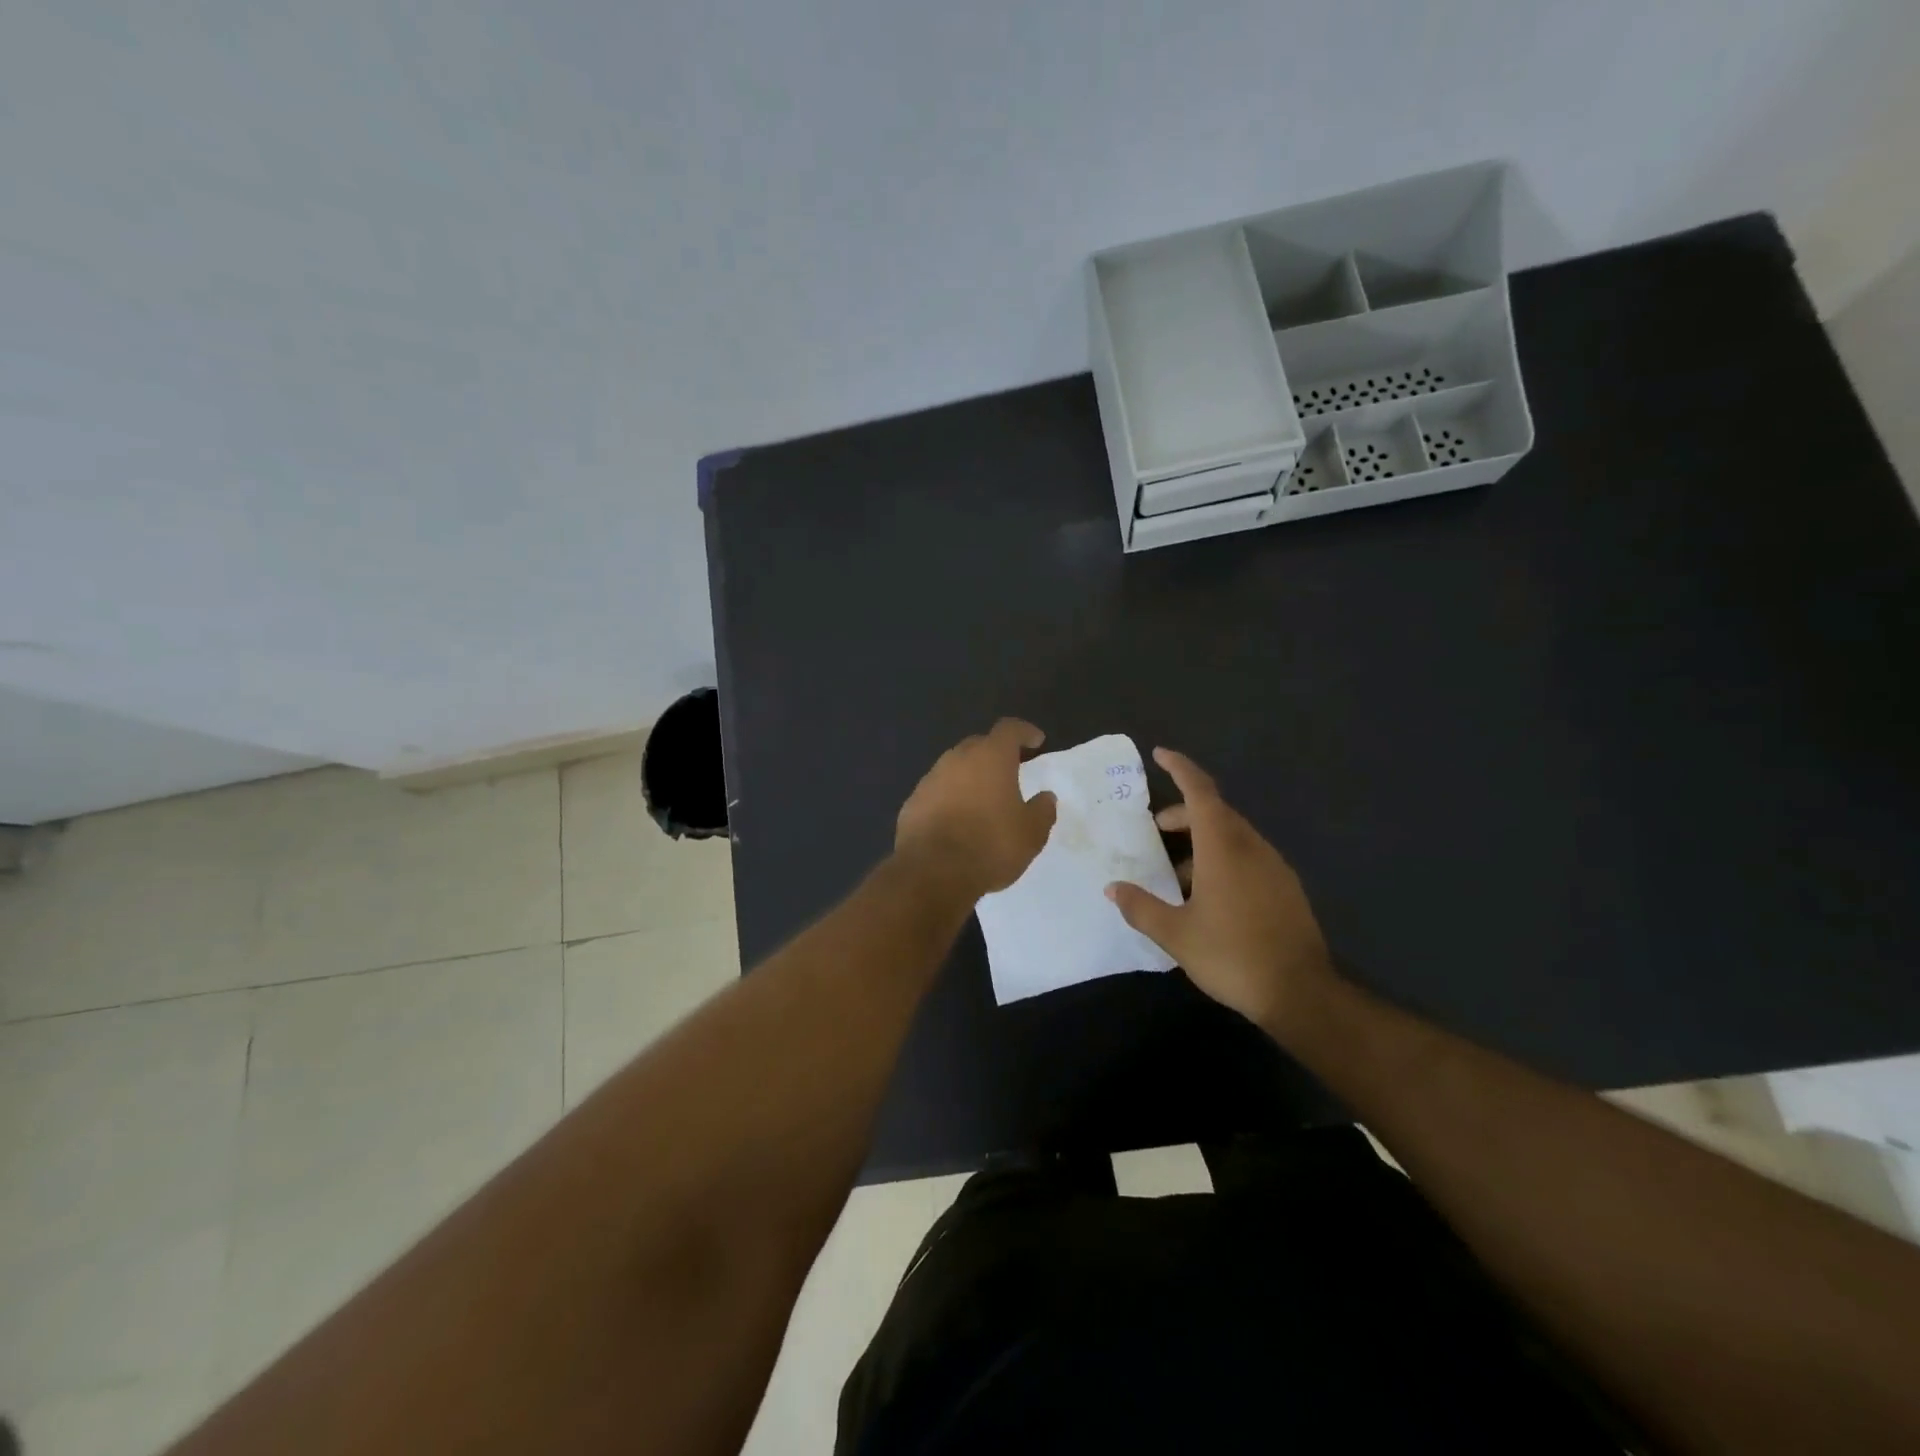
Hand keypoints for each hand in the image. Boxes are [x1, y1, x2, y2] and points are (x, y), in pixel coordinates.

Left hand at [895, 719, 1057, 899]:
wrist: (932, 872)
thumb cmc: (990, 846)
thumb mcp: (1031, 834)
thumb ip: (1042, 810)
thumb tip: (1046, 797)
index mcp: (991, 757)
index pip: (1009, 729)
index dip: (1024, 732)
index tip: (1036, 741)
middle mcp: (958, 759)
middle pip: (979, 744)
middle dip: (996, 753)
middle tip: (1010, 770)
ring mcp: (931, 779)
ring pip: (955, 767)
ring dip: (970, 776)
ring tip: (983, 798)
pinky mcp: (912, 802)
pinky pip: (937, 791)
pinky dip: (950, 797)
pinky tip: (957, 819)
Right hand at [1105, 748, 1333, 1033]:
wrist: (1301, 993)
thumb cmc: (1232, 955)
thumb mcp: (1176, 934)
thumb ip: (1141, 907)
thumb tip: (1113, 888)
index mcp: (1223, 847)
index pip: (1201, 792)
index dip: (1180, 769)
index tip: (1160, 754)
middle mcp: (1251, 847)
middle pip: (1215, 812)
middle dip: (1183, 813)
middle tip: (1156, 829)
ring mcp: (1274, 867)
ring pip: (1233, 836)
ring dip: (1202, 839)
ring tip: (1176, 871)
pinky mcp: (1286, 888)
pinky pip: (1248, 857)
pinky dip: (1222, 858)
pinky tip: (1208, 895)